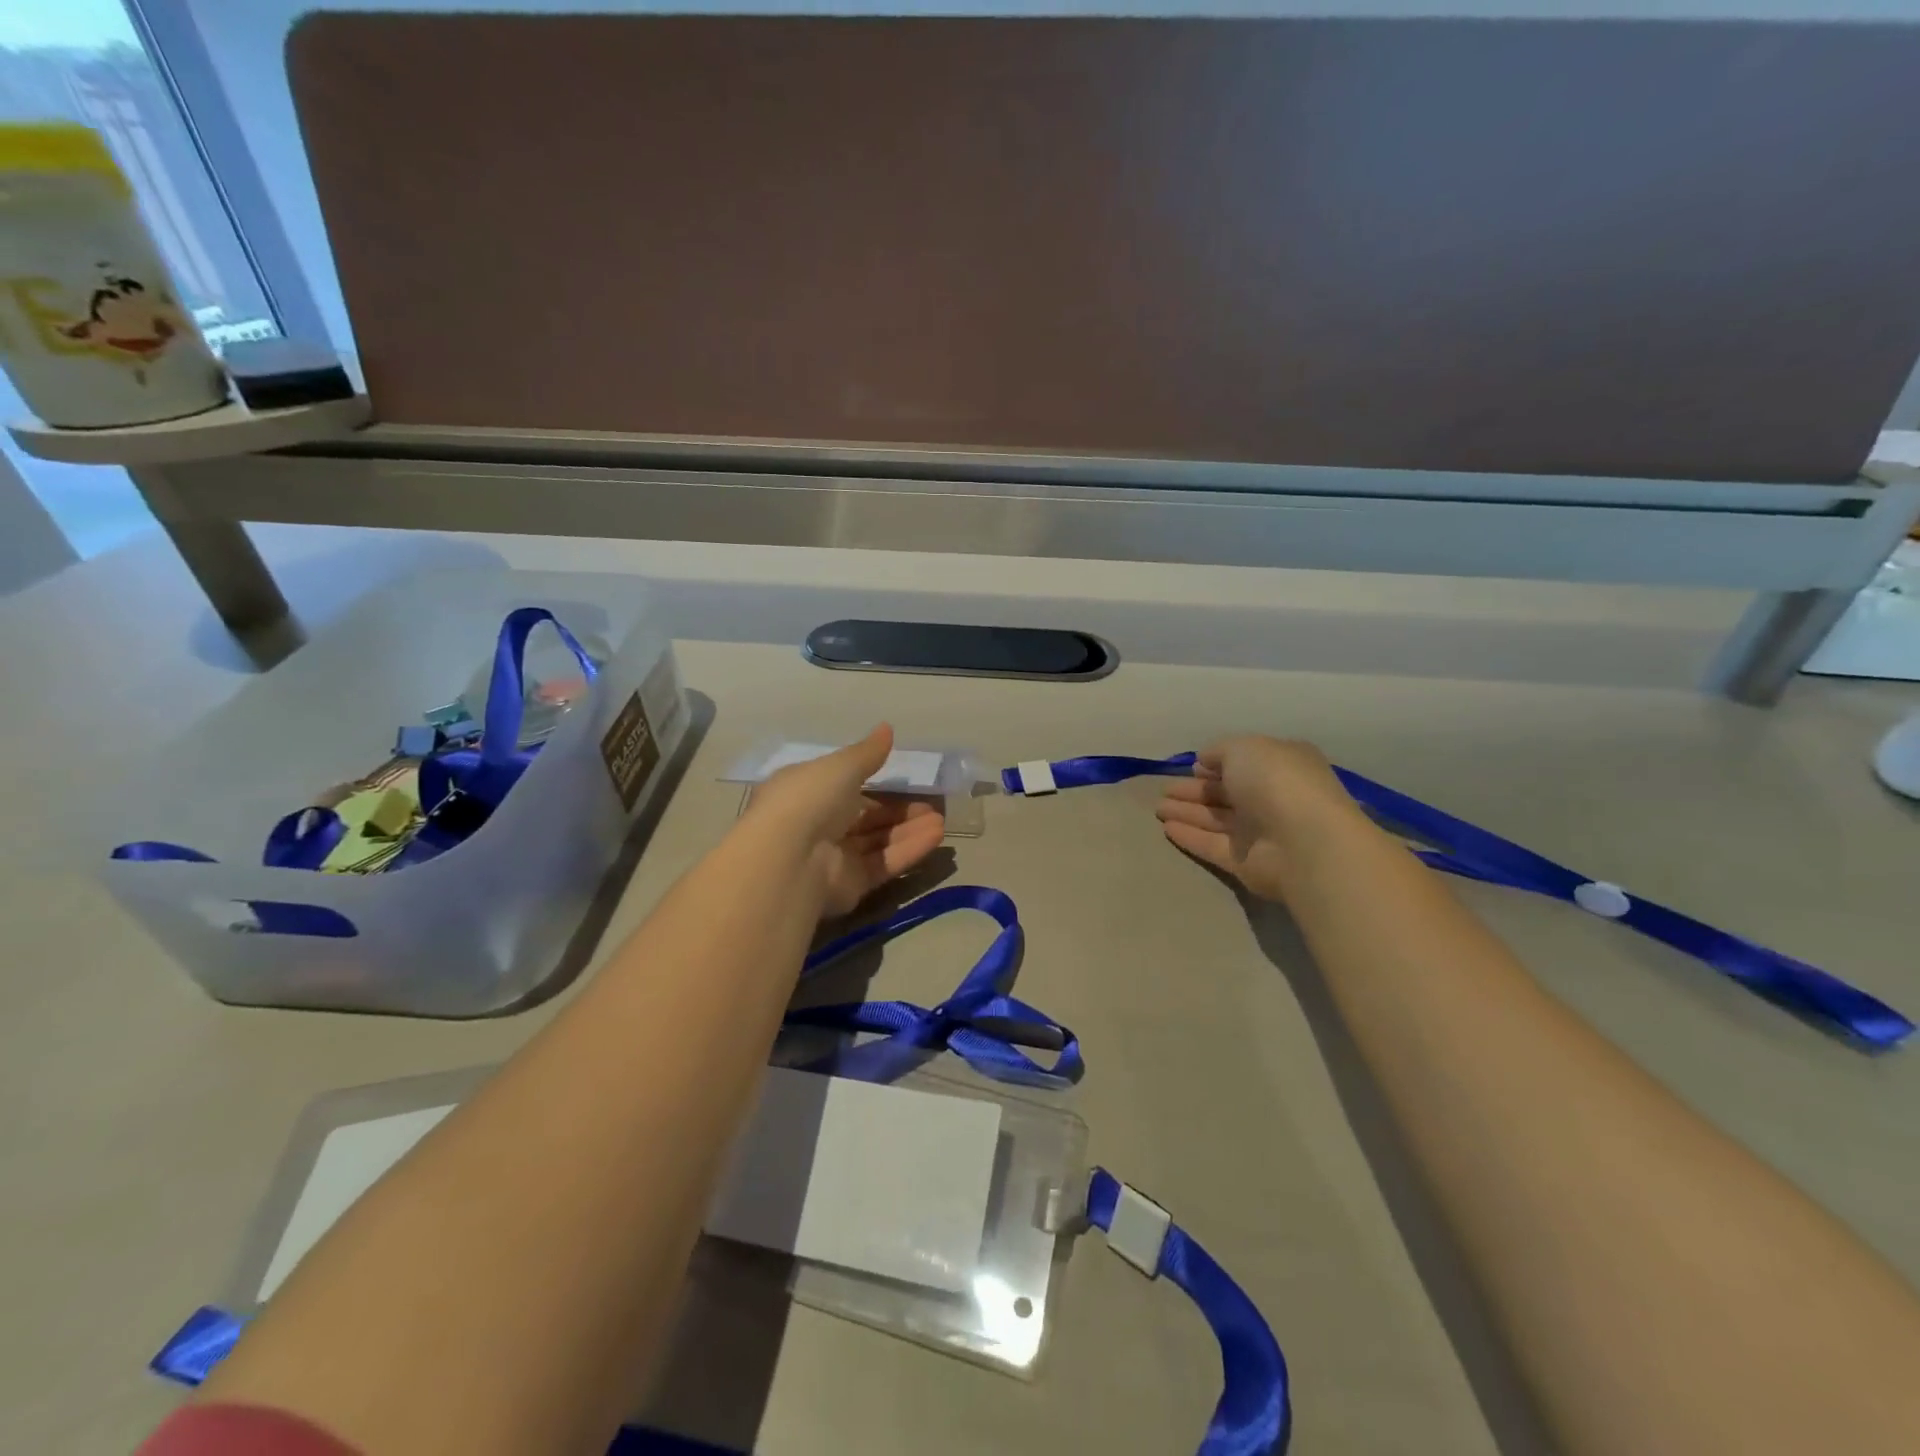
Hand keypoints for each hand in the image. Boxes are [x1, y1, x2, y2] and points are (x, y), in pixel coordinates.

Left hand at [743, 725, 946, 916]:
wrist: (791, 858)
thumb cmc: (810, 799)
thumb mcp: (841, 766)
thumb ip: (868, 752)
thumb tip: (887, 728)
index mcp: (805, 792)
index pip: (843, 785)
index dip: (873, 780)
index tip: (904, 776)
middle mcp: (817, 824)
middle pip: (864, 816)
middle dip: (898, 810)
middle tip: (931, 804)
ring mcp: (832, 857)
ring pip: (877, 841)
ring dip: (909, 830)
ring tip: (940, 821)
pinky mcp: (849, 884)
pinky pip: (883, 863)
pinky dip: (908, 850)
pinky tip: (935, 837)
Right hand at [1154, 736, 1365, 901]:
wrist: (1303, 841)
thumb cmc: (1276, 782)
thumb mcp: (1244, 749)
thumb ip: (1220, 751)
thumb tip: (1205, 762)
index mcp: (1280, 766)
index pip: (1244, 763)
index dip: (1217, 764)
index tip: (1193, 767)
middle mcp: (1271, 798)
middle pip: (1225, 793)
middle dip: (1194, 790)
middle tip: (1163, 790)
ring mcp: (1260, 832)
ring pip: (1216, 819)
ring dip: (1187, 812)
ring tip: (1157, 808)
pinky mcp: (1246, 862)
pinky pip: (1212, 845)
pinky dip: (1190, 837)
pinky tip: (1166, 829)